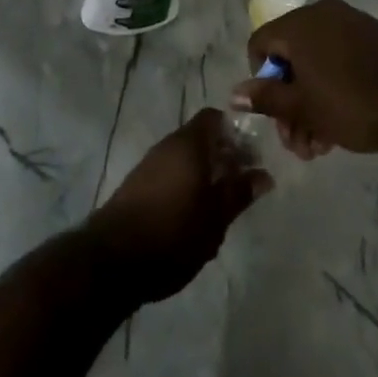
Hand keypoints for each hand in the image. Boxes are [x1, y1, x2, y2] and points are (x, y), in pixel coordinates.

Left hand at [86, 109, 272, 304]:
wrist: (114, 258)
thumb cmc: (173, 233)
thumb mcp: (215, 218)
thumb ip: (239, 193)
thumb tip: (263, 175)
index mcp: (188, 143)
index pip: (215, 118)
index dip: (235, 132)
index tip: (252, 156)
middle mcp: (168, 144)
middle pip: (201, 137)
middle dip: (223, 154)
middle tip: (243, 182)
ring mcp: (151, 163)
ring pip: (185, 156)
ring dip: (205, 171)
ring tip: (222, 202)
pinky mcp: (139, 183)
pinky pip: (171, 171)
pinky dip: (187, 182)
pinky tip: (195, 212)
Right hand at [232, 0, 377, 157]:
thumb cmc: (352, 104)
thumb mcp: (303, 108)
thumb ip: (265, 98)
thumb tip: (234, 94)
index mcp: (298, 24)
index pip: (260, 43)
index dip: (261, 80)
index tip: (275, 113)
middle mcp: (320, 13)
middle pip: (289, 56)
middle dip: (288, 103)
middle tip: (298, 143)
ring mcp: (348, 21)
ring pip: (314, 61)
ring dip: (310, 102)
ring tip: (320, 144)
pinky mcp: (371, 35)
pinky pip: (338, 55)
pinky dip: (331, 84)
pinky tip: (340, 123)